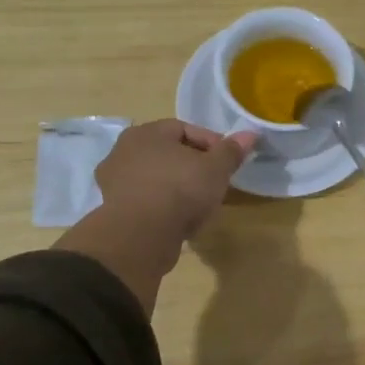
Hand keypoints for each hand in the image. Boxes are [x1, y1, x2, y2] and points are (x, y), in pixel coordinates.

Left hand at [95, 120, 255, 243]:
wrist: (140, 236)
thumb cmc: (180, 190)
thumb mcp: (215, 169)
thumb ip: (231, 151)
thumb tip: (250, 135)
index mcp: (146, 133)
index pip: (183, 128)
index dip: (211, 142)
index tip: (228, 161)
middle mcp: (124, 152)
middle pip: (168, 153)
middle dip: (193, 166)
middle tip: (215, 181)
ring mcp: (115, 183)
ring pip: (157, 179)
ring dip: (178, 188)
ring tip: (200, 204)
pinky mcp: (115, 211)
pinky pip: (148, 201)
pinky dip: (164, 207)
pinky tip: (180, 220)